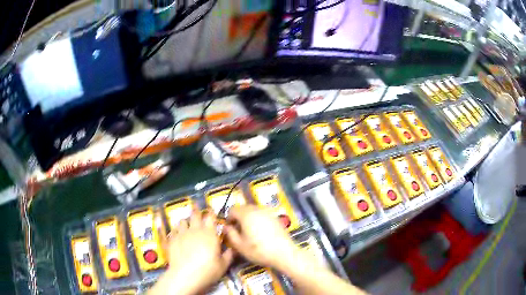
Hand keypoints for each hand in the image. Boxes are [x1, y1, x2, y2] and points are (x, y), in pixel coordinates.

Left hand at [151, 210, 233, 294]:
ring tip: (187, 225)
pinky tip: (177, 235)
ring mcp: (181, 233)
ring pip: (183, 221)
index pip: (210, 217)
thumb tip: (232, 248)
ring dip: (186, 221)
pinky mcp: (171, 239)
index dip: (211, 213)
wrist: (185, 275)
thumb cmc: (207, 270)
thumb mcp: (223, 265)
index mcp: (209, 234)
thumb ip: (228, 255)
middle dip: (196, 211)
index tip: (211, 212)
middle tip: (197, 211)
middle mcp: (195, 230)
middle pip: (195, 214)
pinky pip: (173, 230)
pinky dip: (176, 230)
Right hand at [224, 205, 298, 271]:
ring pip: (253, 210)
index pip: (232, 209)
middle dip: (238, 217)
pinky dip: (257, 219)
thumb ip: (230, 234)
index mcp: (246, 214)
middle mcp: (257, 209)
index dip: (228, 219)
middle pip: (243, 208)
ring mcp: (268, 212)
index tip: (230, 229)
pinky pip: (262, 214)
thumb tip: (226, 227)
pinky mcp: (275, 217)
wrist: (284, 253)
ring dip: (248, 218)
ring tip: (248, 231)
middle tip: (238, 231)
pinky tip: (260, 232)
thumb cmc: (259, 250)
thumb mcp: (240, 245)